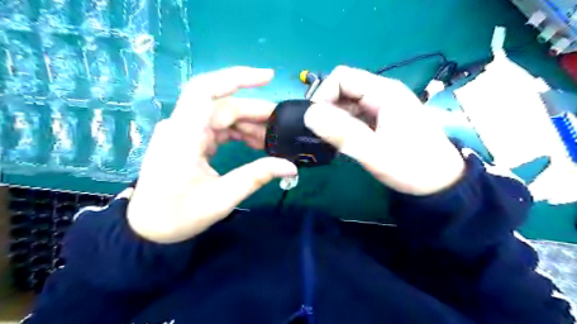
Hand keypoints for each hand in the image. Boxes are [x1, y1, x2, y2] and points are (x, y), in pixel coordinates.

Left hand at [127, 66, 296, 243]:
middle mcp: (182, 126)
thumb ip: (256, 177)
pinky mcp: (190, 140)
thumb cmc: (178, 216)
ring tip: (272, 140)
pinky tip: (256, 144)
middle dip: (255, 113)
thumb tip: (290, 167)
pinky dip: (238, 133)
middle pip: (223, 106)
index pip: (206, 90)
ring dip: (249, 125)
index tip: (268, 77)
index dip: (237, 77)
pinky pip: (218, 128)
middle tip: (282, 125)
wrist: (148, 229)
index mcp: (183, 135)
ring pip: (222, 117)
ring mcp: (185, 132)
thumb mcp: (221, 198)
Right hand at [306, 66, 462, 194]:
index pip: (342, 77)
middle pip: (343, 89)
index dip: (323, 95)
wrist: (440, 183)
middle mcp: (382, 93)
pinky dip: (343, 126)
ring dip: (334, 119)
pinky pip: (354, 115)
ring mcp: (382, 106)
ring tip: (331, 141)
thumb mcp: (375, 153)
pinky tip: (343, 142)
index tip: (316, 122)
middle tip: (322, 135)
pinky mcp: (381, 119)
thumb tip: (309, 115)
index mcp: (384, 92)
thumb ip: (342, 133)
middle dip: (327, 109)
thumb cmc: (412, 167)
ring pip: (347, 103)